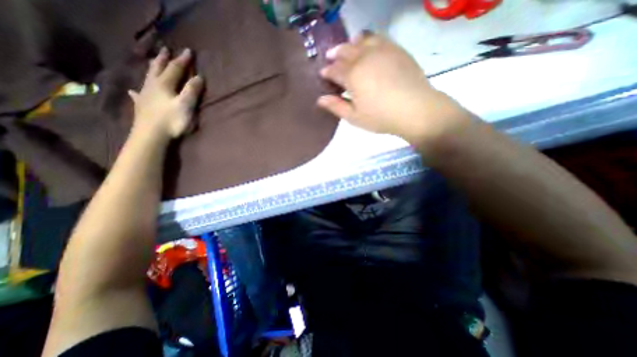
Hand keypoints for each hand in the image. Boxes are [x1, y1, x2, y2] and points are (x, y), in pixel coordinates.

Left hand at [130, 48, 206, 142]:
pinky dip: (137, 90)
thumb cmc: (171, 120)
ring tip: (153, 61)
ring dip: (152, 68)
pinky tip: (133, 90)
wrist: (151, 134)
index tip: (188, 51)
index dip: (182, 60)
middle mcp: (153, 86)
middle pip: (158, 69)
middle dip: (163, 59)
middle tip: (165, 49)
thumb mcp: (186, 105)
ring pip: (148, 77)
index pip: (175, 69)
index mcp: (164, 84)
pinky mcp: (142, 105)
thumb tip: (198, 77)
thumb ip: (192, 91)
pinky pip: (138, 94)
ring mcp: (145, 95)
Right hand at [317, 32, 469, 144]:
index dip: (327, 72)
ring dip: (350, 44)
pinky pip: (378, 39)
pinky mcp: (396, 50)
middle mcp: (364, 58)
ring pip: (360, 41)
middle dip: (335, 54)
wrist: (414, 109)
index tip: (323, 74)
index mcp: (352, 76)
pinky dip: (368, 40)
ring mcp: (381, 51)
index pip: (334, 70)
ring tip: (348, 48)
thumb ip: (336, 107)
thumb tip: (320, 99)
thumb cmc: (380, 117)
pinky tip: (368, 45)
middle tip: (330, 58)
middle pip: (345, 51)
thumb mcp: (354, 117)